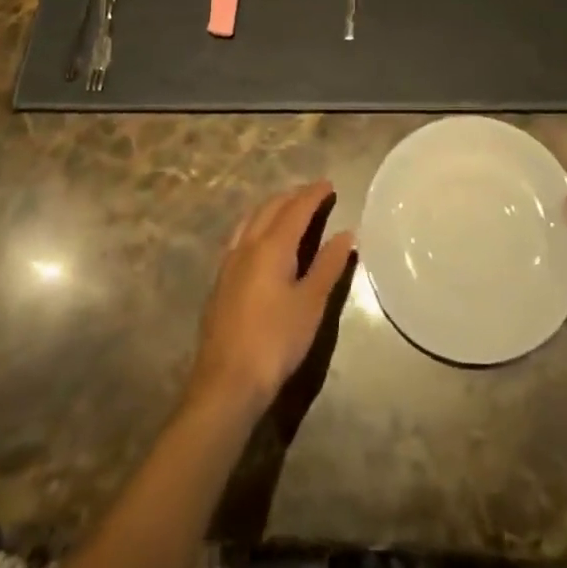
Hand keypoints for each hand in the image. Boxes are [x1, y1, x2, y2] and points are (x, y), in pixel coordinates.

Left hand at [188, 181, 354, 419]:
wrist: (226, 383)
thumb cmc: (275, 341)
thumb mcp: (311, 304)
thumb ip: (328, 265)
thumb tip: (346, 233)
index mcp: (272, 245)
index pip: (296, 208)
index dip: (314, 194)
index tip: (329, 185)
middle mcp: (248, 245)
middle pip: (271, 208)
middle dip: (293, 196)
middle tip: (313, 194)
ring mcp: (229, 262)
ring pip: (251, 219)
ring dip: (271, 207)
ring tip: (287, 209)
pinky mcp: (220, 281)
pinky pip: (240, 236)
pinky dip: (256, 224)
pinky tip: (259, 240)